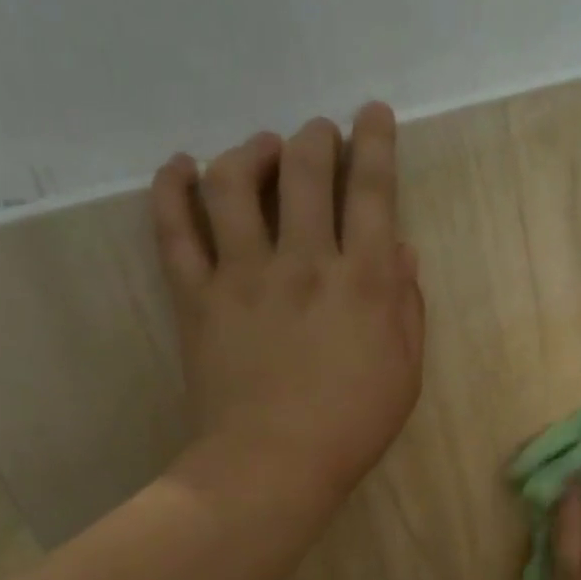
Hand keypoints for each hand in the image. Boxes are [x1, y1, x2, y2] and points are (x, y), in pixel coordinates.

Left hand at [150, 103, 425, 503]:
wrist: (273, 465)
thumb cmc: (352, 426)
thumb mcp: (406, 372)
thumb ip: (408, 307)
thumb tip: (402, 251)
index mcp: (364, 281)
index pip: (372, 192)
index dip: (375, 143)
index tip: (372, 114)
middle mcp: (304, 262)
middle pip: (305, 171)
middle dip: (316, 138)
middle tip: (320, 134)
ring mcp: (244, 275)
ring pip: (235, 184)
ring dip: (251, 151)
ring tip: (262, 148)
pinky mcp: (198, 296)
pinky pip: (175, 230)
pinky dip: (172, 190)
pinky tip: (179, 167)